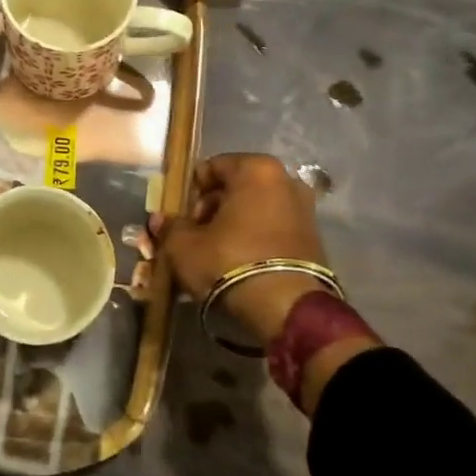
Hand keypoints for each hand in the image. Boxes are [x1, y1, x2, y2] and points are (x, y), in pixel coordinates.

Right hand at [154, 153, 328, 344]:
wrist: (286, 308)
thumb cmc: (229, 261)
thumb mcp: (185, 245)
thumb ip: (170, 227)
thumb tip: (161, 220)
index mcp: (256, 169)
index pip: (210, 167)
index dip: (191, 191)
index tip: (181, 216)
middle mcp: (285, 180)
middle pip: (235, 187)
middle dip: (212, 208)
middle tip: (195, 236)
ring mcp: (304, 209)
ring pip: (255, 209)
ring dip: (233, 225)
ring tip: (214, 253)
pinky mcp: (314, 238)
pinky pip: (272, 228)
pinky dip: (254, 238)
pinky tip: (238, 262)